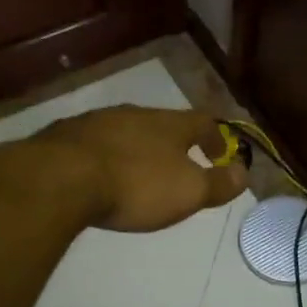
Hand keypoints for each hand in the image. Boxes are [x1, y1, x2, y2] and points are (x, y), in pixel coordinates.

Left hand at [31, 106, 247, 232]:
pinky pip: (95, 143)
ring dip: (137, 147)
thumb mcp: (187, 192)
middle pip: (162, 123)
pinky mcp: (65, 136)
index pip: (202, 123)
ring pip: (126, 130)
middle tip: (178, 163)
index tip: (220, 155)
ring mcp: (97, 122)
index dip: (216, 138)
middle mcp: (135, 114)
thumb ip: (217, 183)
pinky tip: (98, 174)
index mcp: (169, 124)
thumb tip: (245, 172)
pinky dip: (105, 156)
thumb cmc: (136, 185)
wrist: (61, 177)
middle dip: (173, 142)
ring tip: (137, 171)